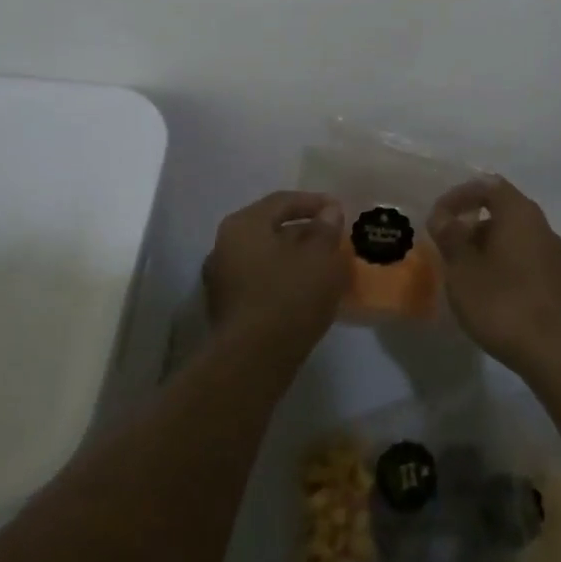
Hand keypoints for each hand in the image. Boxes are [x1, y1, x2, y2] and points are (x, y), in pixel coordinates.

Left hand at [202, 191, 346, 348]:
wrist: (253, 360)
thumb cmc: (289, 296)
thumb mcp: (320, 258)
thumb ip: (326, 229)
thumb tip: (329, 211)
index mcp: (243, 224)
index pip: (282, 201)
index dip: (314, 202)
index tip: (339, 210)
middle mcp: (224, 245)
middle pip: (270, 228)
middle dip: (304, 231)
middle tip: (333, 238)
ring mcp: (221, 278)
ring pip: (266, 256)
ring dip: (294, 257)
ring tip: (324, 265)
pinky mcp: (227, 307)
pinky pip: (260, 280)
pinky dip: (283, 278)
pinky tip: (306, 290)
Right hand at [429, 176, 560, 380]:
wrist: (560, 356)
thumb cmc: (504, 304)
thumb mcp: (463, 269)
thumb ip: (450, 237)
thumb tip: (443, 216)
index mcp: (520, 214)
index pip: (488, 185)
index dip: (459, 195)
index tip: (438, 217)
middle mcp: (542, 227)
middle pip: (503, 211)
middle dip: (471, 224)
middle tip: (447, 247)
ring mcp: (555, 257)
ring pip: (514, 238)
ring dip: (486, 248)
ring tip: (463, 274)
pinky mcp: (560, 284)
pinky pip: (525, 261)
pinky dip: (502, 266)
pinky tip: (489, 294)